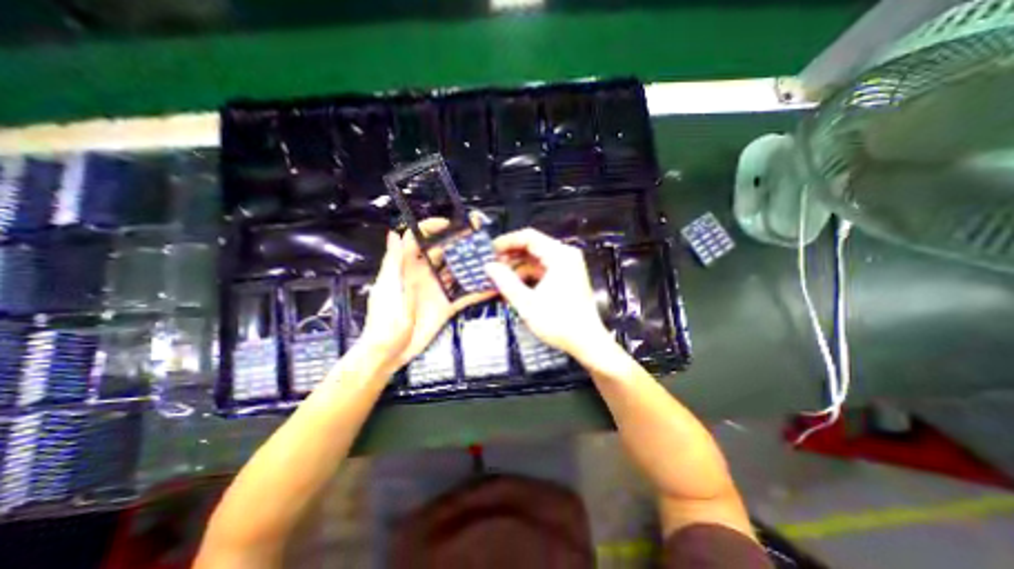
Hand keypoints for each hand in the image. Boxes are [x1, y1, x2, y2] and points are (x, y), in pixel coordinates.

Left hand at [356, 226, 491, 373]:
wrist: (390, 352)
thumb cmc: (383, 319)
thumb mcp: (387, 288)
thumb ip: (393, 261)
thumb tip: (393, 232)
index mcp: (407, 267)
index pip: (418, 240)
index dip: (431, 228)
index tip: (450, 224)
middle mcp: (425, 275)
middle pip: (443, 253)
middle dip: (459, 243)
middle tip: (479, 238)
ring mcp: (438, 290)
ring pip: (457, 273)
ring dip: (472, 266)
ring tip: (490, 259)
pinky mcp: (447, 306)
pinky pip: (464, 296)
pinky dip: (477, 292)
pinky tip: (492, 287)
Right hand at [487, 226, 613, 364]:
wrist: (586, 342)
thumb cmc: (558, 322)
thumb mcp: (527, 303)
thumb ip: (505, 281)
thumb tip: (489, 266)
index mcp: (559, 256)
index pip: (529, 237)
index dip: (507, 242)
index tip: (489, 251)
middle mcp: (565, 256)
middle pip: (533, 247)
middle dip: (511, 256)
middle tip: (491, 266)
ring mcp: (567, 266)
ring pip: (536, 259)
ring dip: (517, 267)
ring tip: (499, 278)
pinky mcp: (566, 277)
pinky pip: (543, 270)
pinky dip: (528, 276)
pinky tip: (514, 286)